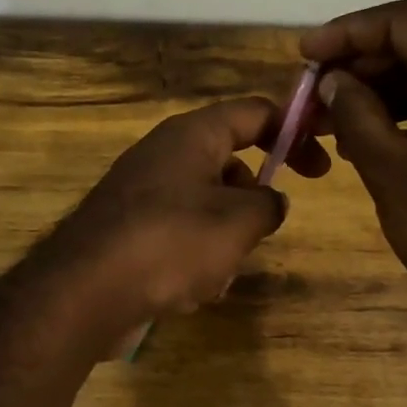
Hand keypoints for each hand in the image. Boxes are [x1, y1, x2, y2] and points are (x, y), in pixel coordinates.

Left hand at [40, 96, 325, 333]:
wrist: (85, 292)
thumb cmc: (171, 243)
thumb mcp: (238, 222)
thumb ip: (267, 204)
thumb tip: (268, 201)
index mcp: (191, 136)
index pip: (253, 112)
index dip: (294, 131)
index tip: (321, 167)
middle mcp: (163, 155)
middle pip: (228, 163)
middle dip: (250, 201)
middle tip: (260, 232)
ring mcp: (140, 195)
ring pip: (205, 208)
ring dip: (222, 242)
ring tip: (215, 274)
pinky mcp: (127, 232)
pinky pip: (177, 237)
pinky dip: (191, 261)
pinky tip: (186, 293)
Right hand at [300, 0, 406, 336]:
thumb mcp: (389, 166)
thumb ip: (354, 112)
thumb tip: (333, 80)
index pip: (405, 21)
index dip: (348, 32)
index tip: (305, 55)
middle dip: (363, 64)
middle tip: (315, 93)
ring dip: (384, 91)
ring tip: (335, 119)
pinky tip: (376, 137)